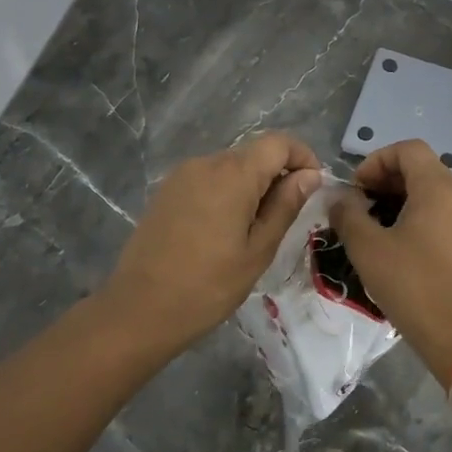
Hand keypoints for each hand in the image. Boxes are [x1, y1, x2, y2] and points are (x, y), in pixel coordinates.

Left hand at [99, 132, 323, 356]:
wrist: (140, 309)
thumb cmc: (208, 286)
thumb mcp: (258, 250)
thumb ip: (286, 206)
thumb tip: (310, 175)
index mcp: (233, 174)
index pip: (279, 143)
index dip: (303, 157)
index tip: (312, 189)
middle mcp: (206, 162)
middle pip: (254, 154)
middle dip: (277, 176)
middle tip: (284, 220)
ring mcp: (182, 175)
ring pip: (230, 167)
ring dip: (251, 187)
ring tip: (252, 231)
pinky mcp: (167, 191)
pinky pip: (208, 180)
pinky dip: (226, 193)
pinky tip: (222, 231)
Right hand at [330, 140, 451, 382]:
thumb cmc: (413, 285)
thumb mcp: (368, 248)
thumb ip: (348, 215)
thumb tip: (340, 198)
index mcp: (439, 188)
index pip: (408, 149)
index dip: (377, 160)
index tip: (357, 189)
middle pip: (423, 170)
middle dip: (387, 182)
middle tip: (361, 208)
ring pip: (436, 196)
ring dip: (404, 202)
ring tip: (378, 231)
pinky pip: (447, 218)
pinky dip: (423, 221)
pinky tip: (403, 251)